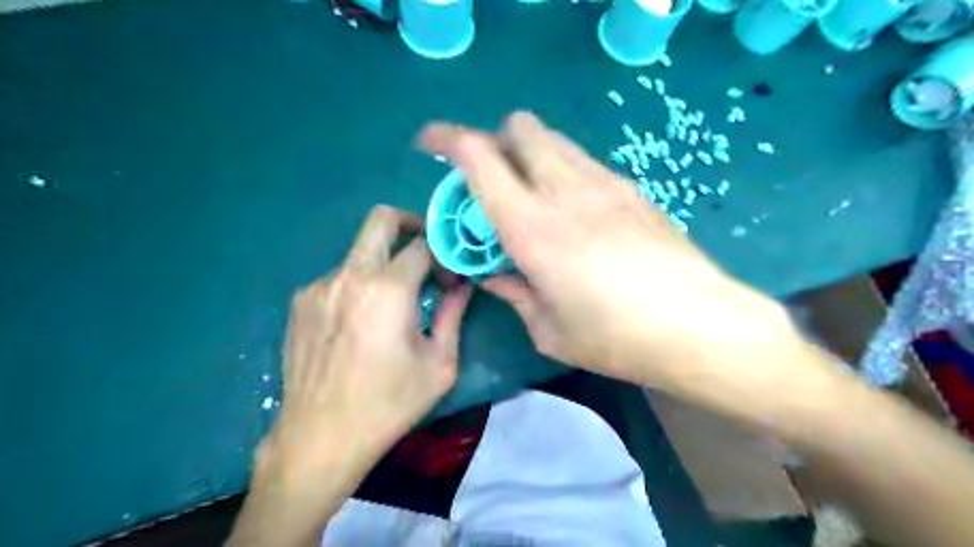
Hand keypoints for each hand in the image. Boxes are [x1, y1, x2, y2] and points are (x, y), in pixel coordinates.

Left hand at [258, 203, 471, 486]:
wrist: (320, 438)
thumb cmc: (389, 404)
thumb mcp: (439, 364)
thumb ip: (453, 314)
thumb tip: (464, 285)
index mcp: (388, 290)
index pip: (423, 244)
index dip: (444, 253)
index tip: (450, 277)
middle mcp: (349, 275)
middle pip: (381, 219)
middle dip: (410, 223)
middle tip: (425, 250)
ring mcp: (319, 286)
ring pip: (360, 252)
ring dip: (383, 264)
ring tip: (391, 304)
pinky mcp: (300, 301)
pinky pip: (339, 277)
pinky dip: (358, 285)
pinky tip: (360, 322)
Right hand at [419, 112, 827, 422]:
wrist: (699, 326)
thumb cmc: (615, 338)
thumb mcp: (549, 329)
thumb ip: (514, 292)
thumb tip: (493, 274)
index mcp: (531, 227)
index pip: (478, 156)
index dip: (445, 139)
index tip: (429, 144)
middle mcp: (564, 191)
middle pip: (518, 128)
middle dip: (494, 142)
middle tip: (490, 181)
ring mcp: (603, 182)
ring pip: (552, 138)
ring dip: (529, 154)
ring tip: (531, 195)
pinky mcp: (632, 188)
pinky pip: (583, 161)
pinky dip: (563, 170)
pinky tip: (574, 211)